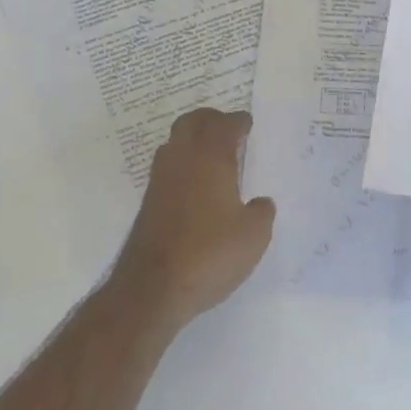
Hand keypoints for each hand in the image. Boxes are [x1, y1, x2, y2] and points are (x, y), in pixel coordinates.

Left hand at [110, 108, 275, 327]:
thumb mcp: (254, 236)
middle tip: (228, 128)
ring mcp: (160, 181)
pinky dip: (183, 163)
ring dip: (192, 139)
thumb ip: (262, 212)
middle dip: (211, 119)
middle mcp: (182, 161)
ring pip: (175, 142)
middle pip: (192, 122)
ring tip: (212, 153)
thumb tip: (259, 202)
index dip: (238, 121)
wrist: (152, 290)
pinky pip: (168, 167)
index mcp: (211, 159)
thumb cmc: (210, 254)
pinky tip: (196, 184)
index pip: (224, 125)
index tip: (248, 124)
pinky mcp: (148, 203)